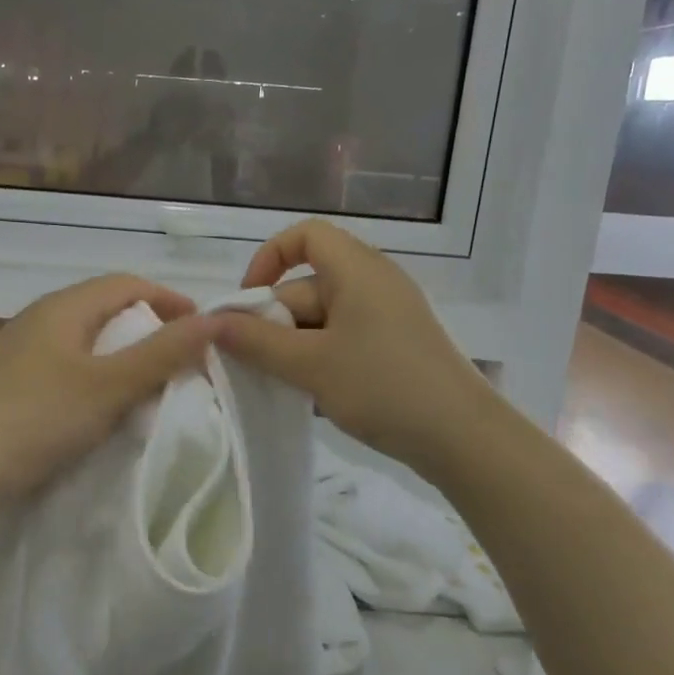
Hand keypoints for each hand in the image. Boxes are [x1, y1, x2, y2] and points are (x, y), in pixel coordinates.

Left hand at [0, 274, 215, 511]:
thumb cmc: (39, 418)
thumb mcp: (110, 386)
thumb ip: (162, 353)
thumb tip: (213, 320)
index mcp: (63, 307)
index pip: (127, 284)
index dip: (169, 300)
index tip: (202, 330)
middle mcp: (39, 317)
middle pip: (106, 308)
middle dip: (148, 328)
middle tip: (179, 360)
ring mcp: (20, 349)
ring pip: (85, 339)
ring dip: (122, 355)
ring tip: (148, 384)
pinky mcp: (10, 381)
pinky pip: (66, 364)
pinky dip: (95, 375)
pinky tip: (101, 405)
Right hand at [212, 220, 488, 482]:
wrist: (463, 439)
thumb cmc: (383, 388)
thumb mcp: (310, 365)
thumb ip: (256, 342)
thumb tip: (210, 324)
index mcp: (357, 270)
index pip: (305, 235)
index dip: (269, 258)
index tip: (247, 303)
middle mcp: (373, 282)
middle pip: (307, 286)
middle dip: (276, 323)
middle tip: (258, 367)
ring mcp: (387, 316)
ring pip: (322, 319)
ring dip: (296, 349)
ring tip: (288, 388)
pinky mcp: (395, 345)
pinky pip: (343, 340)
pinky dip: (321, 361)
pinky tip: (315, 397)